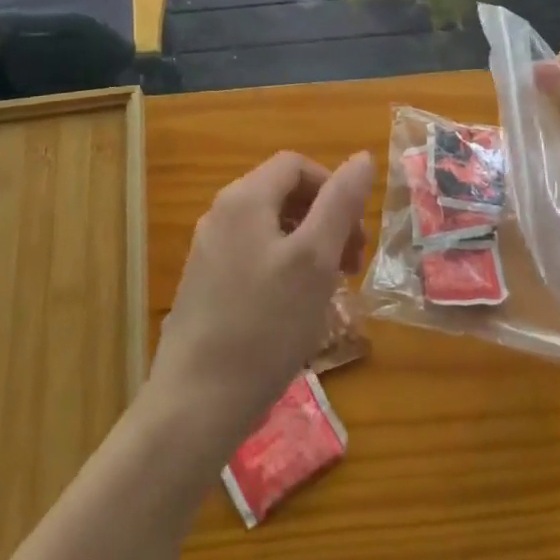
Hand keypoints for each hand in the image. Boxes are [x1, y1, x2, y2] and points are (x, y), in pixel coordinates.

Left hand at [146, 150, 373, 451]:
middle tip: (352, 266)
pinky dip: (285, 269)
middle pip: (283, 194)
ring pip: (271, 229)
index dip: (334, 187)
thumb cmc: (265, 325)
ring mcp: (209, 250)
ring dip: (309, 247)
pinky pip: (254, 257)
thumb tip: (362, 158)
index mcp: (244, 198)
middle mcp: (221, 213)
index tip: (357, 233)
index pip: (296, 166)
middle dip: (325, 219)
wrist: (196, 402)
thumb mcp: (315, 260)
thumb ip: (340, 203)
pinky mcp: (206, 284)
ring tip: (330, 290)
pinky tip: (297, 310)